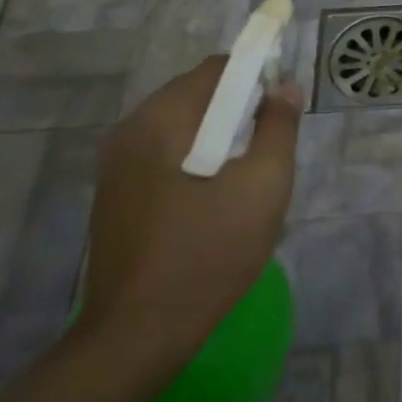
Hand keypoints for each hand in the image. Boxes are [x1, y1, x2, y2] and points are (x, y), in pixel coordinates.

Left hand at [76, 58, 303, 365]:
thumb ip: (279, 128)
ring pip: (181, 127)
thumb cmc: (209, 252)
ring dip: (218, 137)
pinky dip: (196, 159)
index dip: (258, 77)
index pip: (218, 69)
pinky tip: (213, 201)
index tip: (282, 111)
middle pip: (197, 95)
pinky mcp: (116, 195)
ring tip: (245, 180)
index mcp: (162, 120)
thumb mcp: (263, 186)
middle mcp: (130, 131)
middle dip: (239, 110)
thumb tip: (285, 87)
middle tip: (268, 151)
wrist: (139, 333)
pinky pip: (165, 155)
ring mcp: (116, 165)